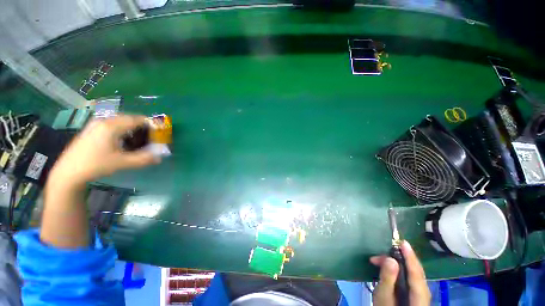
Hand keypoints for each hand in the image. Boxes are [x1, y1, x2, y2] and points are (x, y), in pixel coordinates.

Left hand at [49, 115, 159, 186]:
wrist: (69, 172)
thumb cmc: (96, 165)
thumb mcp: (122, 163)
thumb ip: (143, 159)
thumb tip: (160, 158)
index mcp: (112, 126)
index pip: (137, 119)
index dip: (150, 124)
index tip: (158, 132)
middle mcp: (104, 121)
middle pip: (129, 118)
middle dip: (142, 126)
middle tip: (149, 137)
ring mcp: (96, 124)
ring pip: (120, 121)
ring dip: (132, 128)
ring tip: (137, 140)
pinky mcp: (91, 129)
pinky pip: (112, 124)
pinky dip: (122, 130)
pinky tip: (122, 141)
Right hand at [370, 241, 430, 305]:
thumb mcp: (384, 296)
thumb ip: (388, 278)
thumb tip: (390, 259)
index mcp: (419, 295)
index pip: (416, 273)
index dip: (410, 257)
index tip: (403, 242)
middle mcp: (424, 292)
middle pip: (415, 271)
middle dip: (399, 258)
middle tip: (381, 253)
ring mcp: (420, 293)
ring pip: (412, 273)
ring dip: (396, 263)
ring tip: (379, 260)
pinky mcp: (415, 293)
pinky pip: (410, 276)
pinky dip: (399, 268)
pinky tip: (389, 267)